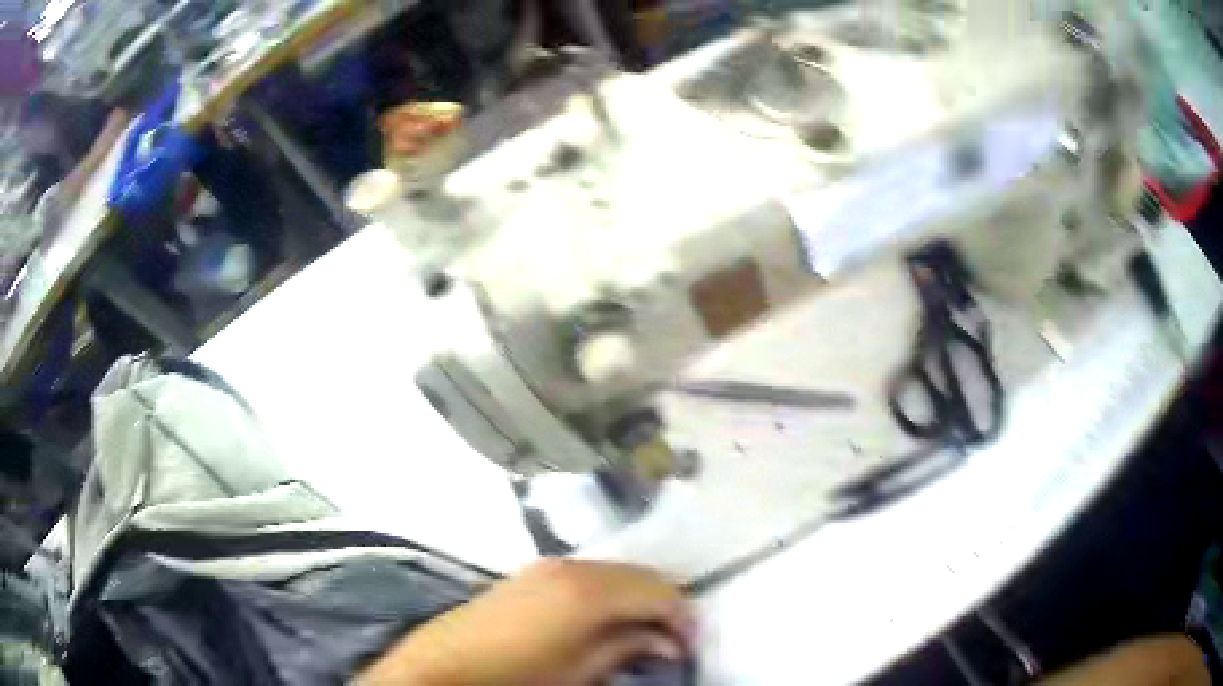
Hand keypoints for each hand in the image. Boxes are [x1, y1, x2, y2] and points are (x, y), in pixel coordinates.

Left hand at [357, 560, 694, 685]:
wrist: (443, 668)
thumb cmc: (518, 676)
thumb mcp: (581, 672)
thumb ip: (627, 648)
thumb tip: (665, 641)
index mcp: (590, 590)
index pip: (659, 589)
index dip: (682, 615)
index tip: (691, 642)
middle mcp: (571, 566)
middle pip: (638, 573)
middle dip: (662, 602)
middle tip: (672, 638)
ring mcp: (546, 566)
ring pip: (612, 571)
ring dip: (634, 597)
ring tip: (641, 631)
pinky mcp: (527, 574)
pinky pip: (585, 575)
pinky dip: (606, 593)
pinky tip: (603, 620)